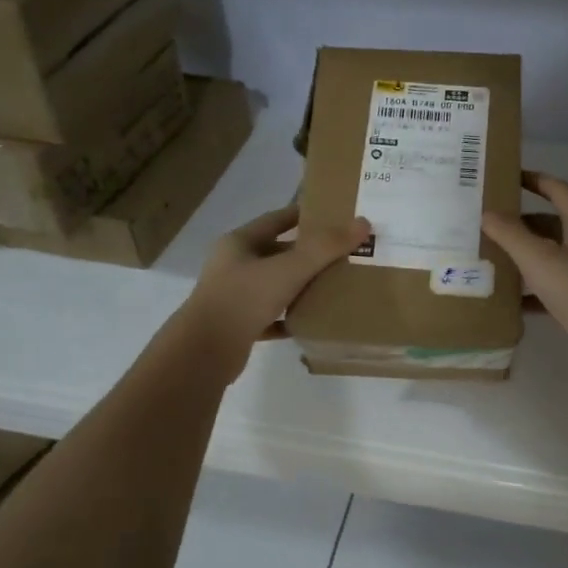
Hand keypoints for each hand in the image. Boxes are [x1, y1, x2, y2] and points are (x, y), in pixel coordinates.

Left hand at [178, 204, 369, 379]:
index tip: (333, 215)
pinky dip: (290, 316)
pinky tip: (312, 319)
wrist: (205, 352)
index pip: (275, 220)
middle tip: (342, 252)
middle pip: (276, 253)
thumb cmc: (244, 299)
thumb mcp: (289, 269)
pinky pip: (271, 316)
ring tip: (335, 284)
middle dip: (307, 253)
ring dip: (300, 284)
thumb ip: (326, 247)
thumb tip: (363, 222)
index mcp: (239, 243)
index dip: (303, 215)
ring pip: (274, 285)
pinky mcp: (238, 326)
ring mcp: (234, 297)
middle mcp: (233, 266)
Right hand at [481, 172, 567, 372]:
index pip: (558, 189)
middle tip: (489, 224)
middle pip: (551, 223)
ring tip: (490, 258)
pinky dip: (530, 290)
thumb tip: (487, 213)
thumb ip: (511, 234)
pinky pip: (551, 287)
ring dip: (524, 256)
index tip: (507, 177)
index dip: (535, 180)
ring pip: (550, 256)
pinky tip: (507, 299)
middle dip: (521, 223)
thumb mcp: (539, 258)